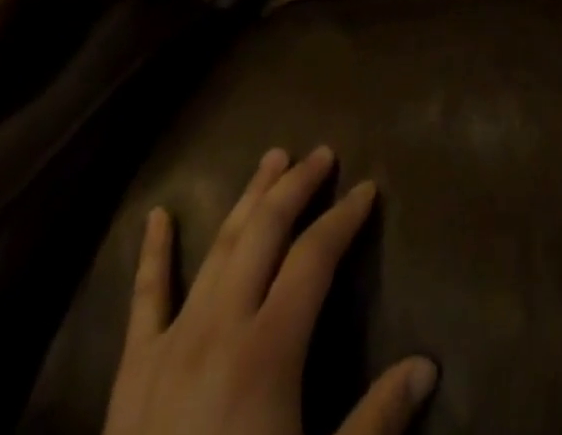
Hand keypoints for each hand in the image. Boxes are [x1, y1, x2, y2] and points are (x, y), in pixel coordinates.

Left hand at [104, 146, 436, 434]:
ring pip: (218, 248)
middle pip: (265, 232)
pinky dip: (153, 253)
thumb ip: (375, 422)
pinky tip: (158, 215)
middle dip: (297, 187)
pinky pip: (144, 299)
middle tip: (322, 152)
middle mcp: (220, 327)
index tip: (367, 188)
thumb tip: (428, 366)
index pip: (315, 257)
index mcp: (268, 350)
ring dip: (247, 199)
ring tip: (271, 158)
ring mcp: (172, 343)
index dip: (344, 218)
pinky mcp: (132, 371)